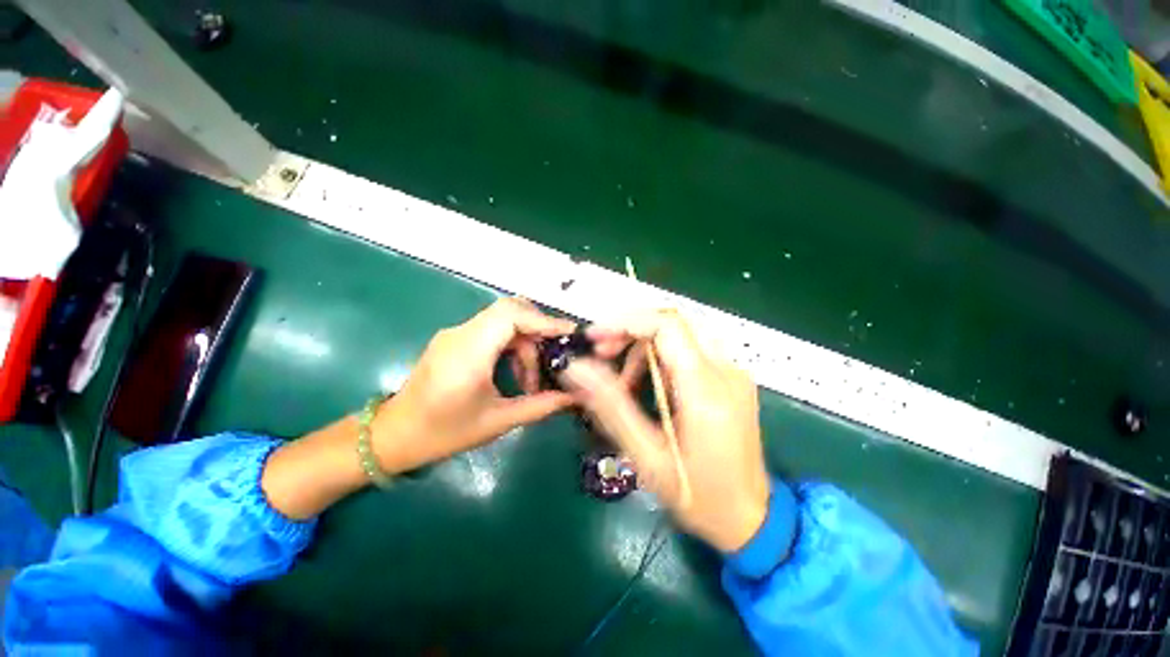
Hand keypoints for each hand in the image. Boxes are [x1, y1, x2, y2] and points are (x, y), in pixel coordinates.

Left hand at [373, 298, 576, 472]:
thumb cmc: (444, 433)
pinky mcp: (455, 339)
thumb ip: (540, 406)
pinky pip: (492, 329)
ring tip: (530, 378)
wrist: (393, 436)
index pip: (511, 316)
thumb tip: (574, 398)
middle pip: (510, 310)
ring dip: (524, 342)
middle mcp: (461, 334)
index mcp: (469, 353)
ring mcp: (455, 334)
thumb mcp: (498, 422)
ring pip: (503, 319)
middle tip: (554, 355)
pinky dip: (511, 344)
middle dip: (538, 329)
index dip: (544, 320)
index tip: (570, 333)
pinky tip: (515, 371)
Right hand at [561, 310, 769, 552]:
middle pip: (674, 321)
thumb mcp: (646, 456)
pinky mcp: (733, 378)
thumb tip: (577, 369)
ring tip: (623, 378)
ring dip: (645, 343)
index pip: (666, 326)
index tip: (594, 337)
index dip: (625, 322)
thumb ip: (610, 406)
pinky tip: (648, 381)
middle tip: (603, 352)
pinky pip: (691, 348)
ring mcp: (734, 372)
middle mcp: (726, 371)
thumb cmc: (697, 496)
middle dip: (632, 330)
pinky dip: (662, 354)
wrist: (751, 517)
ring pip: (682, 331)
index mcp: (706, 390)